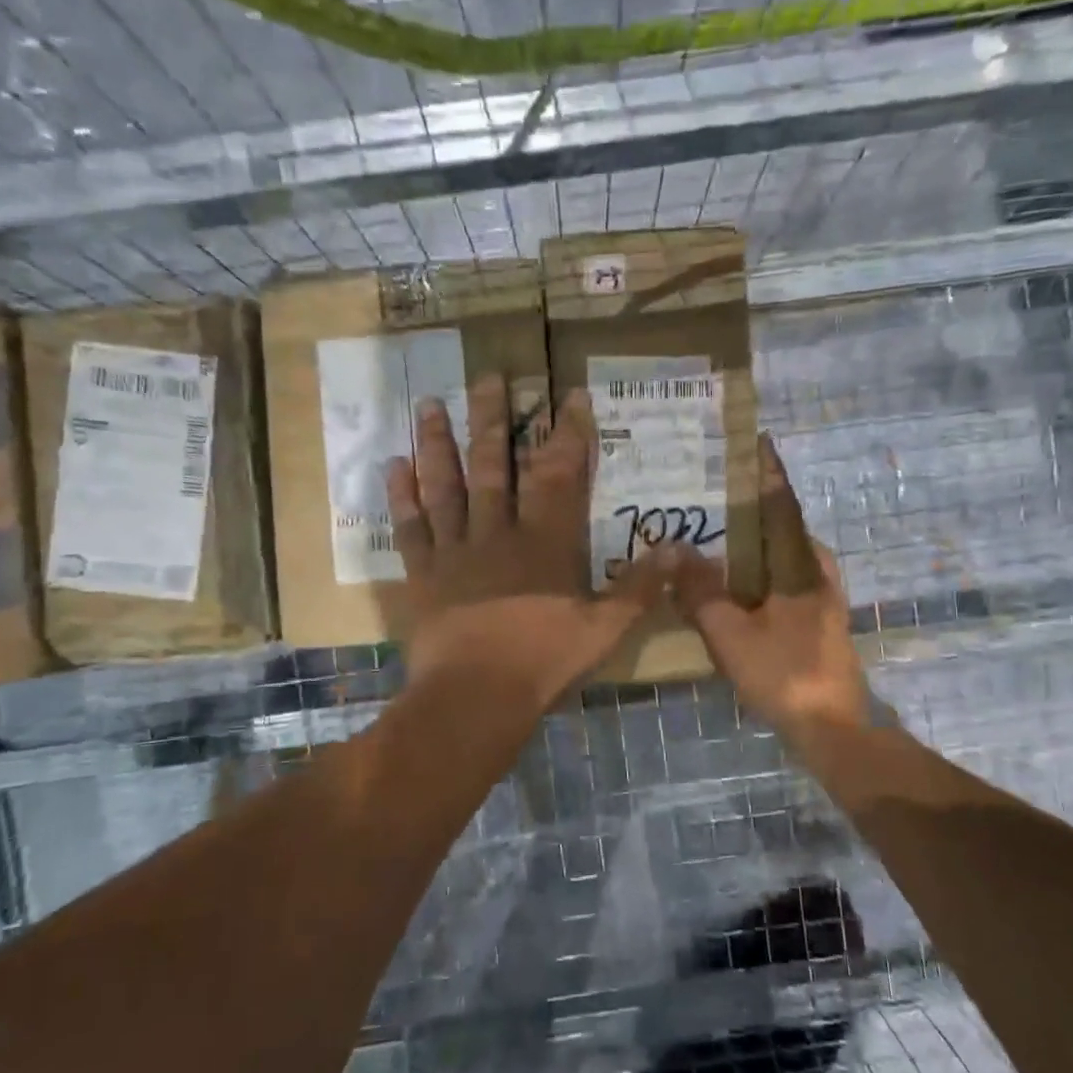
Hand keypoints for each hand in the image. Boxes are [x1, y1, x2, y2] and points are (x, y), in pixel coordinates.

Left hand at [385, 374, 668, 710]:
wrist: (476, 696)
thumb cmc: (544, 661)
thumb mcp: (606, 629)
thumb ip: (640, 587)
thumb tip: (680, 548)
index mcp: (544, 543)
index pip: (559, 475)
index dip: (567, 434)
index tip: (568, 395)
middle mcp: (497, 533)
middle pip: (495, 466)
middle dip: (494, 419)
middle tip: (489, 376)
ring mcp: (455, 550)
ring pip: (446, 485)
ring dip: (438, 443)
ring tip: (429, 403)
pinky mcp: (423, 573)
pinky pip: (410, 526)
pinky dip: (401, 495)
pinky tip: (393, 464)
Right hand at [673, 434, 872, 746]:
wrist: (831, 727)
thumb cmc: (783, 673)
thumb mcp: (730, 633)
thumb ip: (700, 591)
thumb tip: (675, 548)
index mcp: (801, 565)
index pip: (782, 505)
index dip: (768, 473)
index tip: (757, 442)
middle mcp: (816, 572)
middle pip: (783, 528)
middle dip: (754, 508)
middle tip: (717, 496)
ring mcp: (820, 598)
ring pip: (783, 557)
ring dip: (754, 544)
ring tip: (716, 537)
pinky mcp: (816, 621)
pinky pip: (782, 581)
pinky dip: (758, 573)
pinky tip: (733, 586)